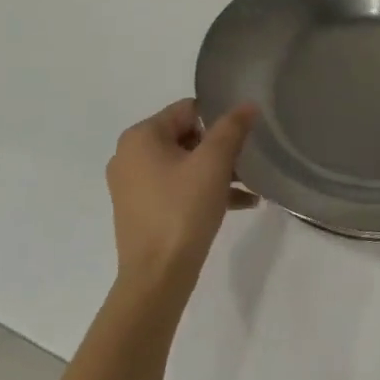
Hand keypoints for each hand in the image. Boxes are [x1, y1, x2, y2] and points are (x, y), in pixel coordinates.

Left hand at [106, 99, 258, 301]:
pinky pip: (178, 187)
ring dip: (218, 171)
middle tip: (246, 163)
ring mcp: (132, 185)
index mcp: (140, 137)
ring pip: (185, 164)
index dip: (219, 121)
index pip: (188, 110)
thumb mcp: (215, 162)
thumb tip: (247, 104)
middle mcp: (129, 156)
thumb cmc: (184, 209)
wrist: (158, 275)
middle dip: (220, 149)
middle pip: (187, 136)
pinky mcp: (141, 209)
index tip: (242, 138)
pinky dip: (204, 190)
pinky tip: (240, 203)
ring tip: (250, 186)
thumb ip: (232, 127)